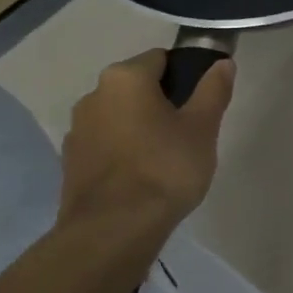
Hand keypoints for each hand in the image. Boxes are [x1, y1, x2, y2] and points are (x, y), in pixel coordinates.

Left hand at [59, 50, 235, 248]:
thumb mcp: (202, 127)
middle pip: (138, 86)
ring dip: (139, 126)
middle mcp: (94, 94)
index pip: (162, 59)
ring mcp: (77, 130)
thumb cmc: (164, 169)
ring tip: (166, 157)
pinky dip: (123, 150)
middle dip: (162, 101)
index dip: (186, 75)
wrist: (112, 233)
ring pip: (120, 115)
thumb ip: (213, 90)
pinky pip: (106, 143)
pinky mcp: (70, 163)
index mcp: (125, 77)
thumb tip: (222, 63)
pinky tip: (142, 176)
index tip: (201, 101)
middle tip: (188, 130)